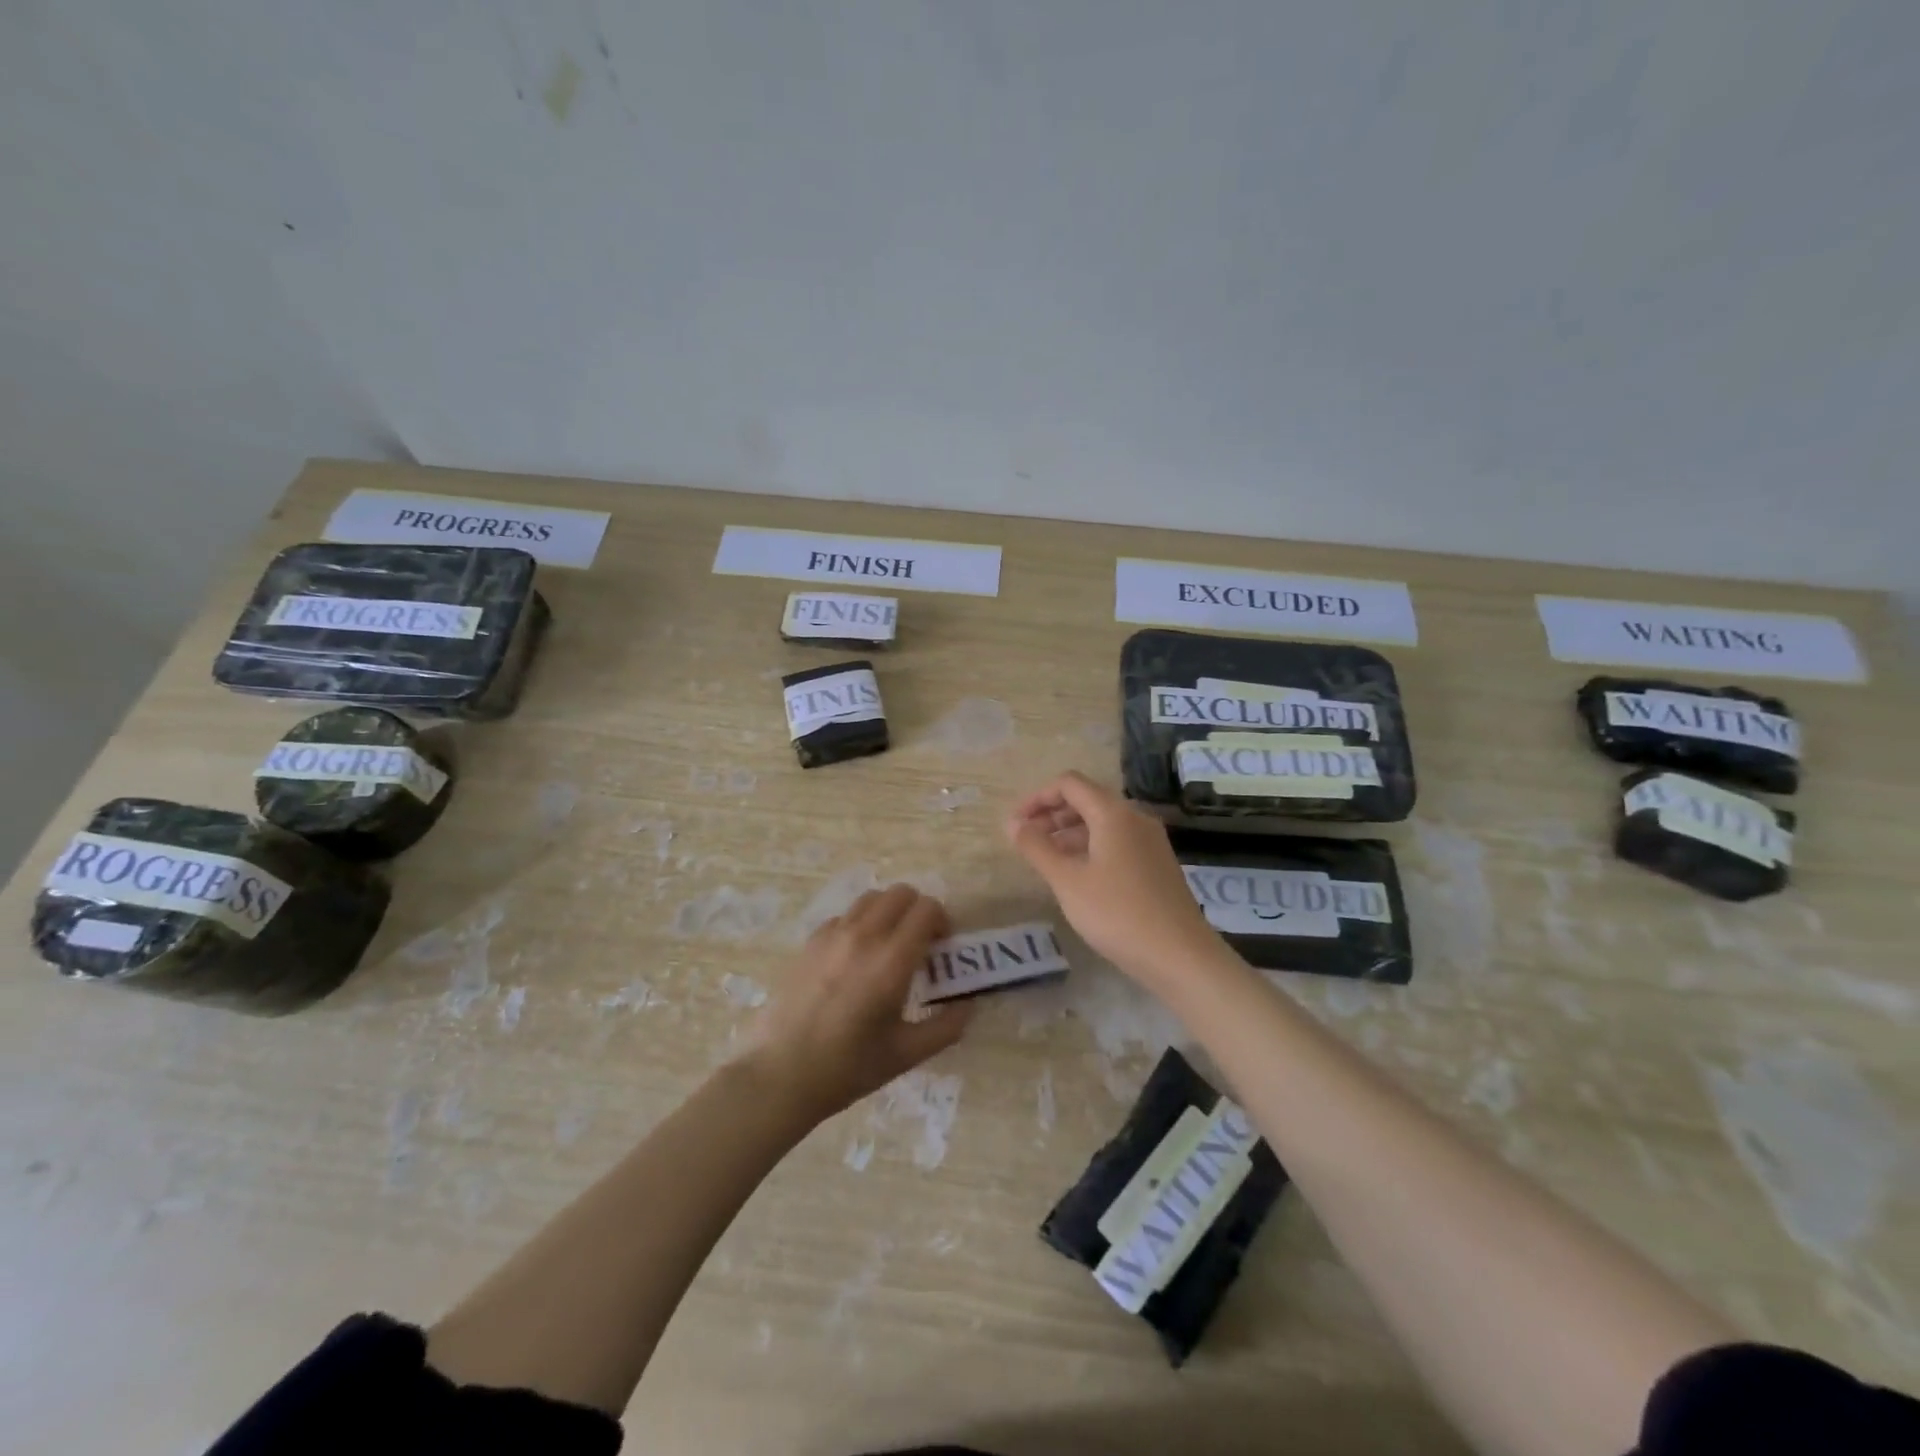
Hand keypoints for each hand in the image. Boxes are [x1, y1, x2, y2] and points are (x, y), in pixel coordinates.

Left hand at [739, 884, 969, 1123]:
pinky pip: (844, 916)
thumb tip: (968, 1005)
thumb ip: (945, 1027)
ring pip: (871, 898)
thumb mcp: (906, 1054)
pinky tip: (854, 959)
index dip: (942, 922)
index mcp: (892, 960)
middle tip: (919, 944)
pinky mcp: (810, 942)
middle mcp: (864, 936)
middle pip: (901, 893)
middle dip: (918, 911)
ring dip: (888, 912)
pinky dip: (859, 925)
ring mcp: (832, 935)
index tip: (941, 948)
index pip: (927, 909)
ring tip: (888, 946)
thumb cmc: (848, 1068)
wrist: (780, 1075)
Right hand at [1006, 770, 1224, 990]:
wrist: (1180, 956)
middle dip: (1052, 815)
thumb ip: (1036, 847)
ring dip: (1069, 833)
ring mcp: (1150, 841)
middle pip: (1087, 800)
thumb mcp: (1067, 881)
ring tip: (1046, 860)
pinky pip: (1117, 841)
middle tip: (1026, 841)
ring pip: (1102, 823)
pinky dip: (1090, 847)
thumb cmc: (1117, 913)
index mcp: (1114, 813)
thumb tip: (1012, 823)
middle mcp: (1135, 818)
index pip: (1069, 784)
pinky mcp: (1157, 863)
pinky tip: (1077, 876)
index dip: (1037, 798)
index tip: (1015, 824)